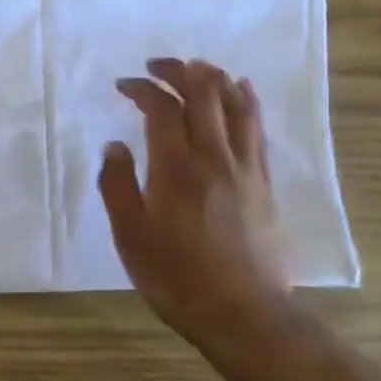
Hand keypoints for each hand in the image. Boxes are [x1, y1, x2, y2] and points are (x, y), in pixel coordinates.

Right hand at [98, 58, 294, 354]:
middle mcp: (214, 157)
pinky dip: (247, 100)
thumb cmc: (177, 278)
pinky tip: (241, 89)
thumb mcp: (130, 236)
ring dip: (214, 77)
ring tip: (196, 66)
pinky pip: (257, 127)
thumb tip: (116, 145)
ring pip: (235, 104)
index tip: (124, 85)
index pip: (162, 108)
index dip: (143, 88)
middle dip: (179, 70)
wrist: (245, 315)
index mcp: (176, 168)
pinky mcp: (264, 181)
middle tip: (157, 65)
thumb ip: (117, 185)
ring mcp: (245, 168)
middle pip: (203, 94)